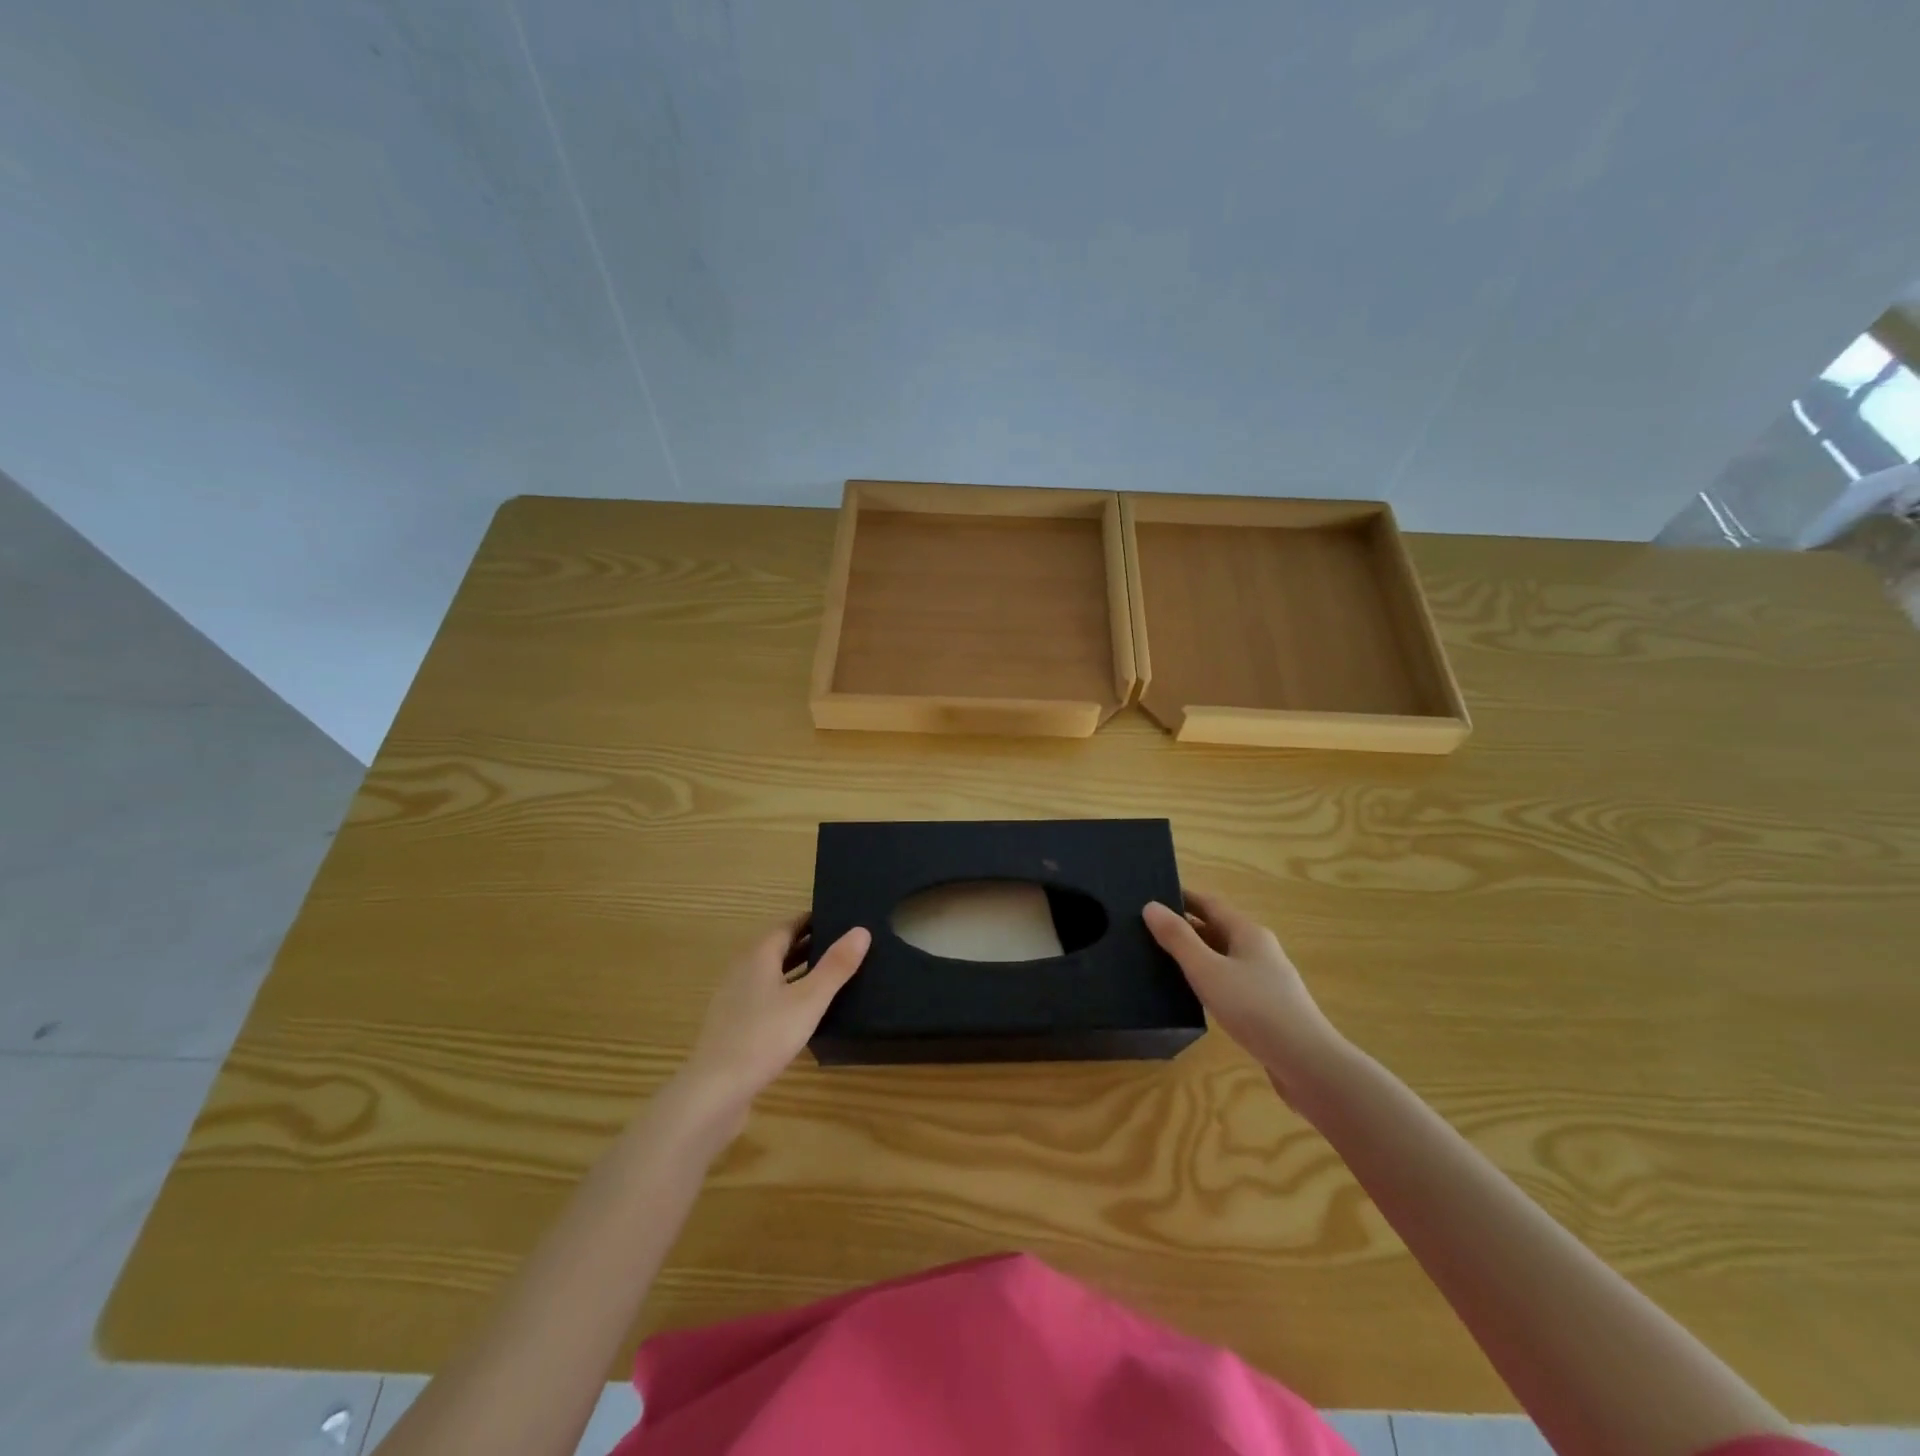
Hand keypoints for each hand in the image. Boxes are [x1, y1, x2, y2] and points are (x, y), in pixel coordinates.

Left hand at [674, 917, 870, 1131]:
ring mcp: (734, 1000)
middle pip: (777, 948)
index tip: (839, 918)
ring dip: (797, 970)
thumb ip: (836, 966)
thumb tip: (861, 930)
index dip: (812, 920)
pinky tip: (803, 1013)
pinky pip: (764, 998)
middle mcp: (742, 971)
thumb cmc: (764, 1037)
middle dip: (807, 944)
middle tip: (842, 945)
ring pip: (771, 974)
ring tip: (829, 976)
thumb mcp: (809, 1000)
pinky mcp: (733, 1026)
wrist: (714, 1092)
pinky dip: (786, 994)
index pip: (787, 925)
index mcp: (758, 956)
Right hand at [1143, 891, 1345, 1098]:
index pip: (1210, 904)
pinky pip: (1231, 982)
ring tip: (1163, 961)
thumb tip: (1151, 906)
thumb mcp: (1207, 970)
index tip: (1154, 898)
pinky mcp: (1268, 1008)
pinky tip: (1195, 994)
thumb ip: (1178, 939)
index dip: (1183, 898)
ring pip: (1225, 957)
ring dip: (1197, 954)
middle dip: (1187, 927)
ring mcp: (1267, 980)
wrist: (1307, 1064)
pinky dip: (1210, 979)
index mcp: (1248, 933)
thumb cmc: (1255, 1008)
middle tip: (1149, 931)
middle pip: (1218, 929)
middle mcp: (1260, 950)